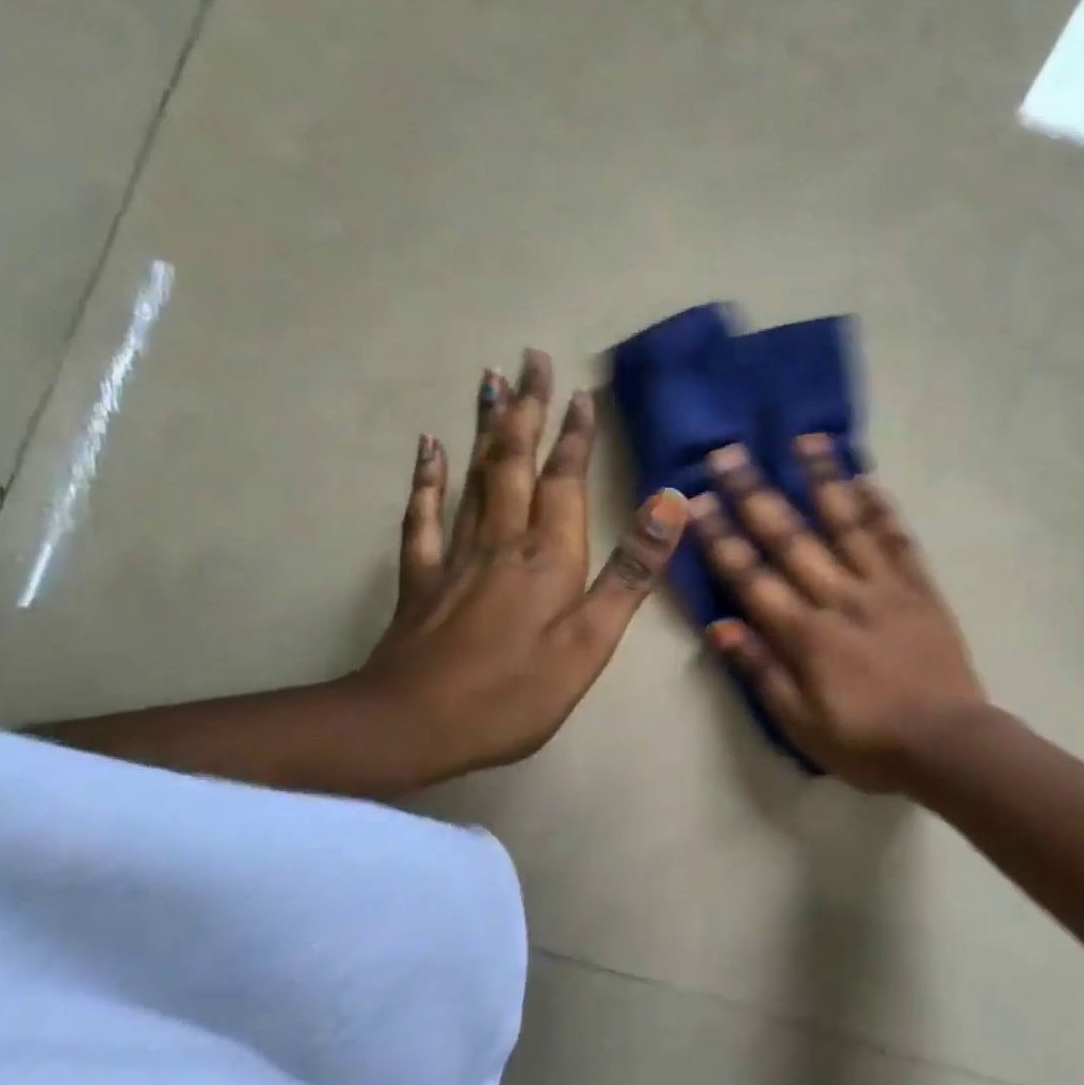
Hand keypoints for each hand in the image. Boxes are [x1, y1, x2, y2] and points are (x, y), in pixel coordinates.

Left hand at [356, 350, 687, 776]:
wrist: (412, 725)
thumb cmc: (515, 690)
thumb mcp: (591, 640)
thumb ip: (631, 571)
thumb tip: (671, 503)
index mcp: (548, 555)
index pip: (565, 480)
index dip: (575, 436)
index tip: (580, 392)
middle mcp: (501, 539)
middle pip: (516, 462)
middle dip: (527, 409)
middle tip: (530, 359)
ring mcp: (456, 555)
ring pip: (475, 476)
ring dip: (487, 428)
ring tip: (491, 382)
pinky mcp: (422, 577)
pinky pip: (424, 515)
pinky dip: (428, 478)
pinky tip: (429, 447)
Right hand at [692, 436, 986, 791]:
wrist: (947, 745)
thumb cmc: (866, 741)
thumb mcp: (800, 724)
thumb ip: (760, 671)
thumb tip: (719, 626)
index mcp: (805, 634)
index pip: (752, 577)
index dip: (721, 538)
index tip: (697, 500)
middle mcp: (839, 597)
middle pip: (791, 538)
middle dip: (755, 494)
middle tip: (729, 453)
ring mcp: (883, 587)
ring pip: (848, 524)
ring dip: (823, 480)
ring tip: (805, 439)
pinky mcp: (919, 588)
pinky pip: (898, 539)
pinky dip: (882, 507)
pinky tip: (867, 477)